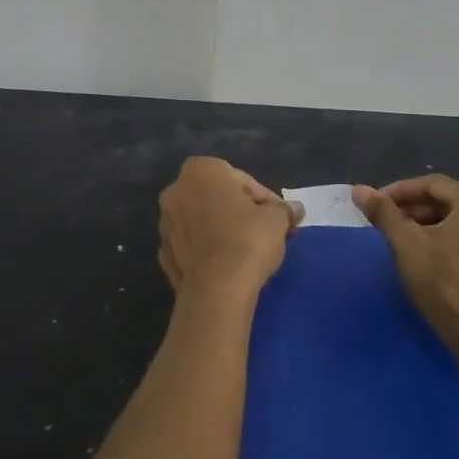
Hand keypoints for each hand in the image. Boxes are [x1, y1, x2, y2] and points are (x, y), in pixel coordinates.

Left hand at [158, 158, 302, 305]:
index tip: (280, 218)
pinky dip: (207, 250)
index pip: (242, 181)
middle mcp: (176, 190)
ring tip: (247, 251)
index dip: (265, 200)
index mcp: (201, 170)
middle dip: (241, 212)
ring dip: (221, 229)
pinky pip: (191, 245)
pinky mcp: (163, 253)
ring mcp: (165, 223)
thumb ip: (283, 209)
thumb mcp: (276, 219)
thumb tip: (295, 209)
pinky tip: (226, 265)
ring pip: (201, 221)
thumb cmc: (248, 239)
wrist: (217, 288)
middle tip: (266, 232)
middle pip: (218, 198)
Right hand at [353, 175, 458, 355]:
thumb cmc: (444, 281)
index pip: (431, 184)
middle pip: (446, 201)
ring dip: (427, 224)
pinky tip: (426, 253)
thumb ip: (383, 212)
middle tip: (385, 221)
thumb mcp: (406, 243)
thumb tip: (358, 189)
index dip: (398, 191)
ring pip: (458, 220)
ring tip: (400, 237)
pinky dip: (446, 238)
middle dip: (412, 209)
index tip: (374, 204)